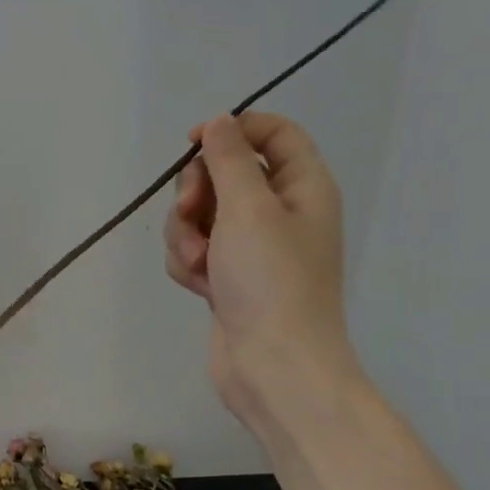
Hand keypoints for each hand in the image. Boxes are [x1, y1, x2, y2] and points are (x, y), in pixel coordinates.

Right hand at [163, 112, 357, 426]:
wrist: (273, 366)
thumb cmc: (270, 280)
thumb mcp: (249, 208)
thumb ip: (229, 159)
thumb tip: (220, 122)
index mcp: (302, 187)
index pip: (274, 133)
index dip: (233, 129)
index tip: (193, 144)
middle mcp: (280, 212)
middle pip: (226, 173)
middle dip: (197, 192)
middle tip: (192, 212)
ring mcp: (252, 248)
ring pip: (201, 215)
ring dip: (186, 233)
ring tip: (199, 262)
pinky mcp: (228, 277)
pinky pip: (196, 250)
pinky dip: (190, 263)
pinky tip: (199, 285)